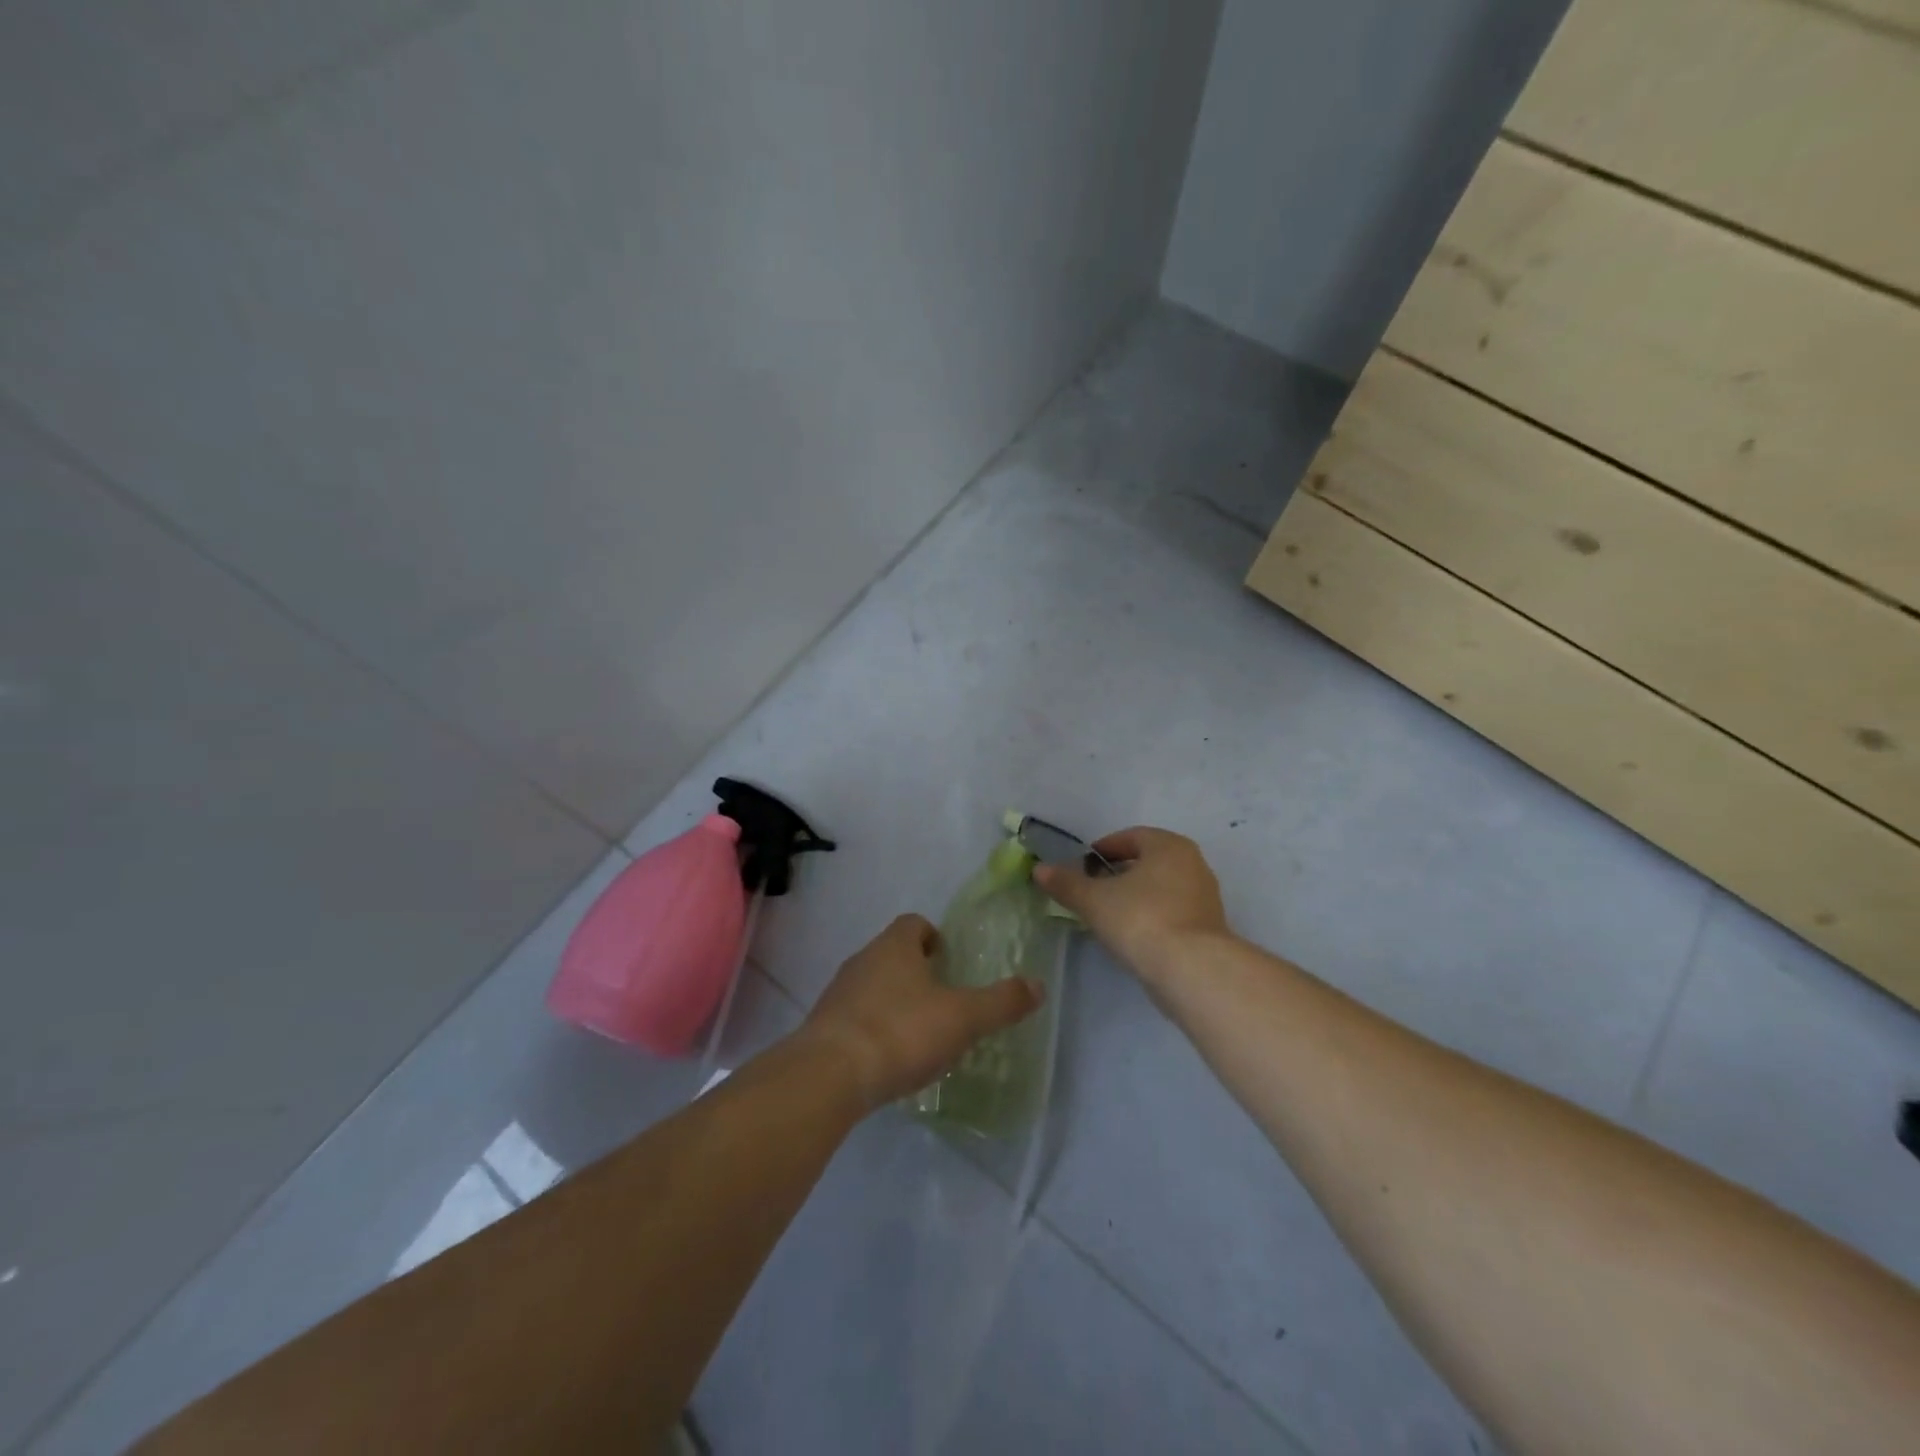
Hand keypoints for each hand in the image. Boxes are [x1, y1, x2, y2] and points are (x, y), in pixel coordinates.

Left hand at [798, 914, 1043, 1109]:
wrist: (829, 1075)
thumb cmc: (901, 1032)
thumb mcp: (962, 1018)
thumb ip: (1001, 1002)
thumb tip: (1038, 985)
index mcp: (895, 946)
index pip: (913, 923)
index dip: (933, 935)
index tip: (948, 958)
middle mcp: (863, 960)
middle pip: (892, 953)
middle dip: (915, 970)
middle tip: (942, 998)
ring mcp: (838, 993)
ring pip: (872, 985)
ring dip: (893, 1000)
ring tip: (918, 1031)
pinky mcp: (824, 1027)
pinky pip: (855, 1017)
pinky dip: (874, 1028)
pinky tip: (889, 1058)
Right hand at [1033, 827, 1230, 979]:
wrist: (1192, 971)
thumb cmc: (1141, 919)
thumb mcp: (1094, 900)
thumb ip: (1066, 883)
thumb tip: (1040, 870)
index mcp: (1169, 846)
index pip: (1131, 837)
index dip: (1103, 850)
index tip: (1082, 867)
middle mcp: (1193, 864)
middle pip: (1147, 862)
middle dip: (1118, 874)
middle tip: (1092, 891)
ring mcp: (1205, 898)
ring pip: (1160, 889)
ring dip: (1135, 898)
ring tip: (1108, 916)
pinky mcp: (1208, 929)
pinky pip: (1172, 913)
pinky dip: (1151, 918)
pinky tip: (1132, 937)